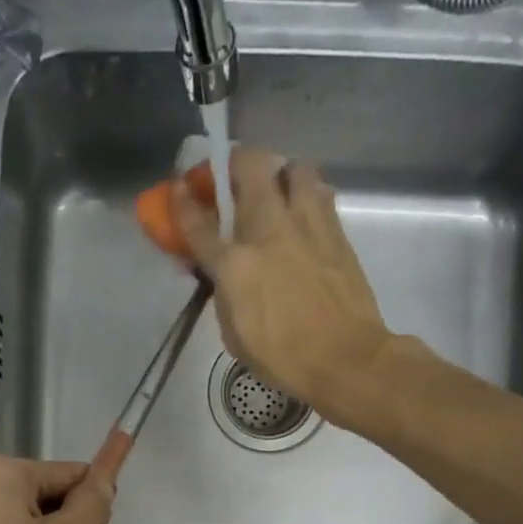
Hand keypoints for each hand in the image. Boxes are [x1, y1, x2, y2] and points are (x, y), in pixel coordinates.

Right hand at [172, 147, 394, 416]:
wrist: (345, 358)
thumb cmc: (283, 358)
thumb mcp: (235, 335)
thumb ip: (223, 294)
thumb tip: (222, 274)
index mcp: (235, 265)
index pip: (199, 223)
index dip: (182, 202)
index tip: (177, 188)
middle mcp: (268, 232)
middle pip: (249, 168)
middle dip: (233, 165)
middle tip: (229, 179)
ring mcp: (307, 225)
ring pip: (292, 168)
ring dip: (278, 174)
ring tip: (275, 194)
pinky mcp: (336, 230)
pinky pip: (319, 192)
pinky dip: (306, 194)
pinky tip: (303, 214)